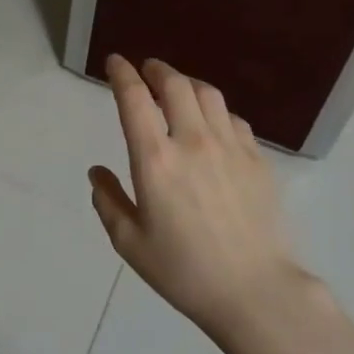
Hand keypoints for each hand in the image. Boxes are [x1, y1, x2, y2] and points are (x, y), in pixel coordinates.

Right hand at [89, 55, 309, 339]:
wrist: (255, 291)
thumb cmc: (184, 271)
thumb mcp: (130, 243)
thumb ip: (108, 201)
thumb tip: (97, 172)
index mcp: (155, 159)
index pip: (134, 98)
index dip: (122, 73)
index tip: (115, 62)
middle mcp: (192, 141)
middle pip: (175, 84)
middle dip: (156, 69)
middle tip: (147, 69)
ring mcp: (230, 146)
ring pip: (208, 94)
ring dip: (187, 83)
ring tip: (178, 88)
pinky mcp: (256, 159)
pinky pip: (234, 118)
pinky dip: (216, 110)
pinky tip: (212, 123)